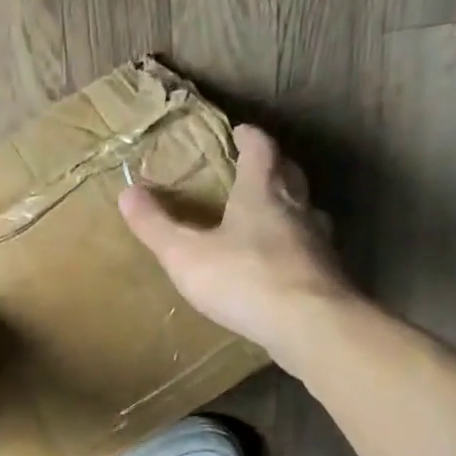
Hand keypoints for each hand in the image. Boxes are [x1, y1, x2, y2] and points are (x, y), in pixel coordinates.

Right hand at [119, 124, 352, 368]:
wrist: (308, 325)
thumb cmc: (243, 279)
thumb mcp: (185, 254)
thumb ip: (156, 225)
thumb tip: (127, 191)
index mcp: (262, 194)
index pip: (261, 151)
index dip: (250, 138)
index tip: (241, 131)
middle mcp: (296, 209)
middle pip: (290, 176)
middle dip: (274, 167)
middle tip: (258, 168)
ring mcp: (318, 243)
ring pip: (307, 212)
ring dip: (291, 207)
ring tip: (273, 216)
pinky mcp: (327, 275)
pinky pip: (311, 250)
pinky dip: (297, 247)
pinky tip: (285, 264)